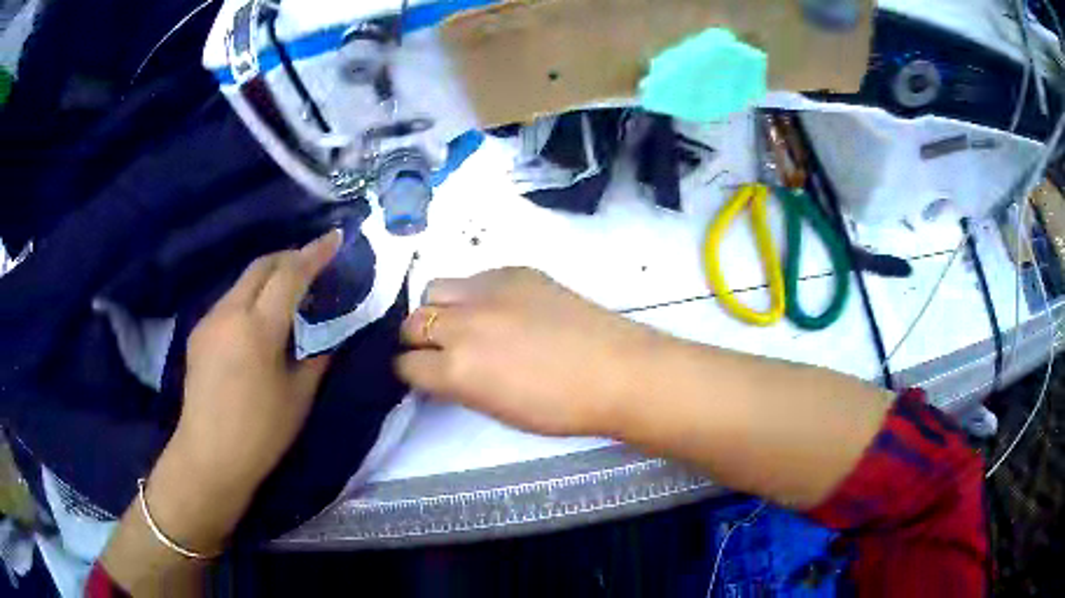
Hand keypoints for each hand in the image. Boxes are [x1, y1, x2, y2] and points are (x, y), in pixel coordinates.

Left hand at [146, 231, 341, 550]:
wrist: (209, 455)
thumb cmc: (261, 432)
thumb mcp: (299, 397)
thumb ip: (316, 357)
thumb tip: (329, 334)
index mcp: (258, 328)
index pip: (290, 275)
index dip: (315, 253)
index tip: (335, 238)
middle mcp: (229, 312)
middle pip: (261, 265)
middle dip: (290, 257)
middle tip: (313, 263)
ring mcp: (209, 320)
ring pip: (243, 281)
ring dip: (268, 276)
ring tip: (288, 292)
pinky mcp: (198, 332)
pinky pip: (229, 301)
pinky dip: (250, 296)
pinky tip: (258, 319)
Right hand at [397, 268, 662, 436]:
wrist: (617, 371)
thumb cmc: (560, 408)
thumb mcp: (496, 409)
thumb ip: (458, 385)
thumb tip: (441, 369)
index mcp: (457, 370)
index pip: (407, 364)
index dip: (410, 371)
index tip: (421, 373)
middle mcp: (463, 324)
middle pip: (413, 322)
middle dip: (418, 338)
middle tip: (439, 349)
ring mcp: (489, 291)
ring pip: (436, 289)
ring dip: (439, 309)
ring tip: (463, 322)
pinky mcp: (515, 271)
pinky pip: (475, 278)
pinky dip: (474, 294)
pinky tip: (499, 308)